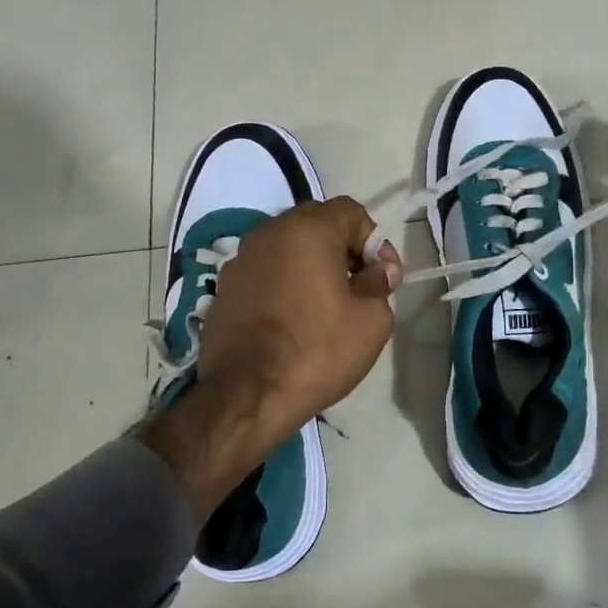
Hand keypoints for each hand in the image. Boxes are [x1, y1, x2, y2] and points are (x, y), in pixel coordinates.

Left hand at [141, 199, 400, 518]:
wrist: (246, 396)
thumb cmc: (317, 351)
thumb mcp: (371, 321)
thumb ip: (379, 284)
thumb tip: (378, 270)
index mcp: (307, 231)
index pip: (351, 211)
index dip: (375, 240)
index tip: (384, 277)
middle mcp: (268, 233)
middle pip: (316, 224)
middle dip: (344, 248)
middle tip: (359, 287)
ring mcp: (240, 259)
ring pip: (287, 247)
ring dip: (311, 265)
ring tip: (325, 304)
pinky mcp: (224, 288)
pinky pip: (265, 272)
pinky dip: (284, 283)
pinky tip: (293, 318)